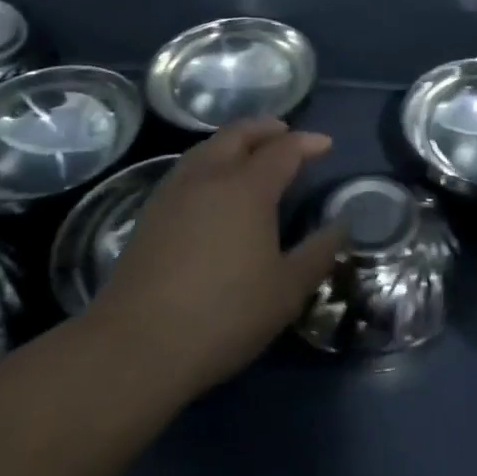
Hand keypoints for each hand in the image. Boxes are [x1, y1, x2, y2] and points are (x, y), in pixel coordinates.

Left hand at [87, 119, 344, 401]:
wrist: (135, 347)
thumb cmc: (222, 315)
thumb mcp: (286, 291)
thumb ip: (318, 253)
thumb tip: (341, 225)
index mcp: (247, 188)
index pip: (283, 149)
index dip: (307, 142)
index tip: (326, 144)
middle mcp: (210, 177)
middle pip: (239, 134)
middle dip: (266, 128)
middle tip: (286, 133)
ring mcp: (174, 192)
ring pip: (208, 147)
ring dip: (235, 141)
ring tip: (251, 153)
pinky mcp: (150, 213)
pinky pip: (188, 168)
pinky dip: (210, 160)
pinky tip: (214, 186)